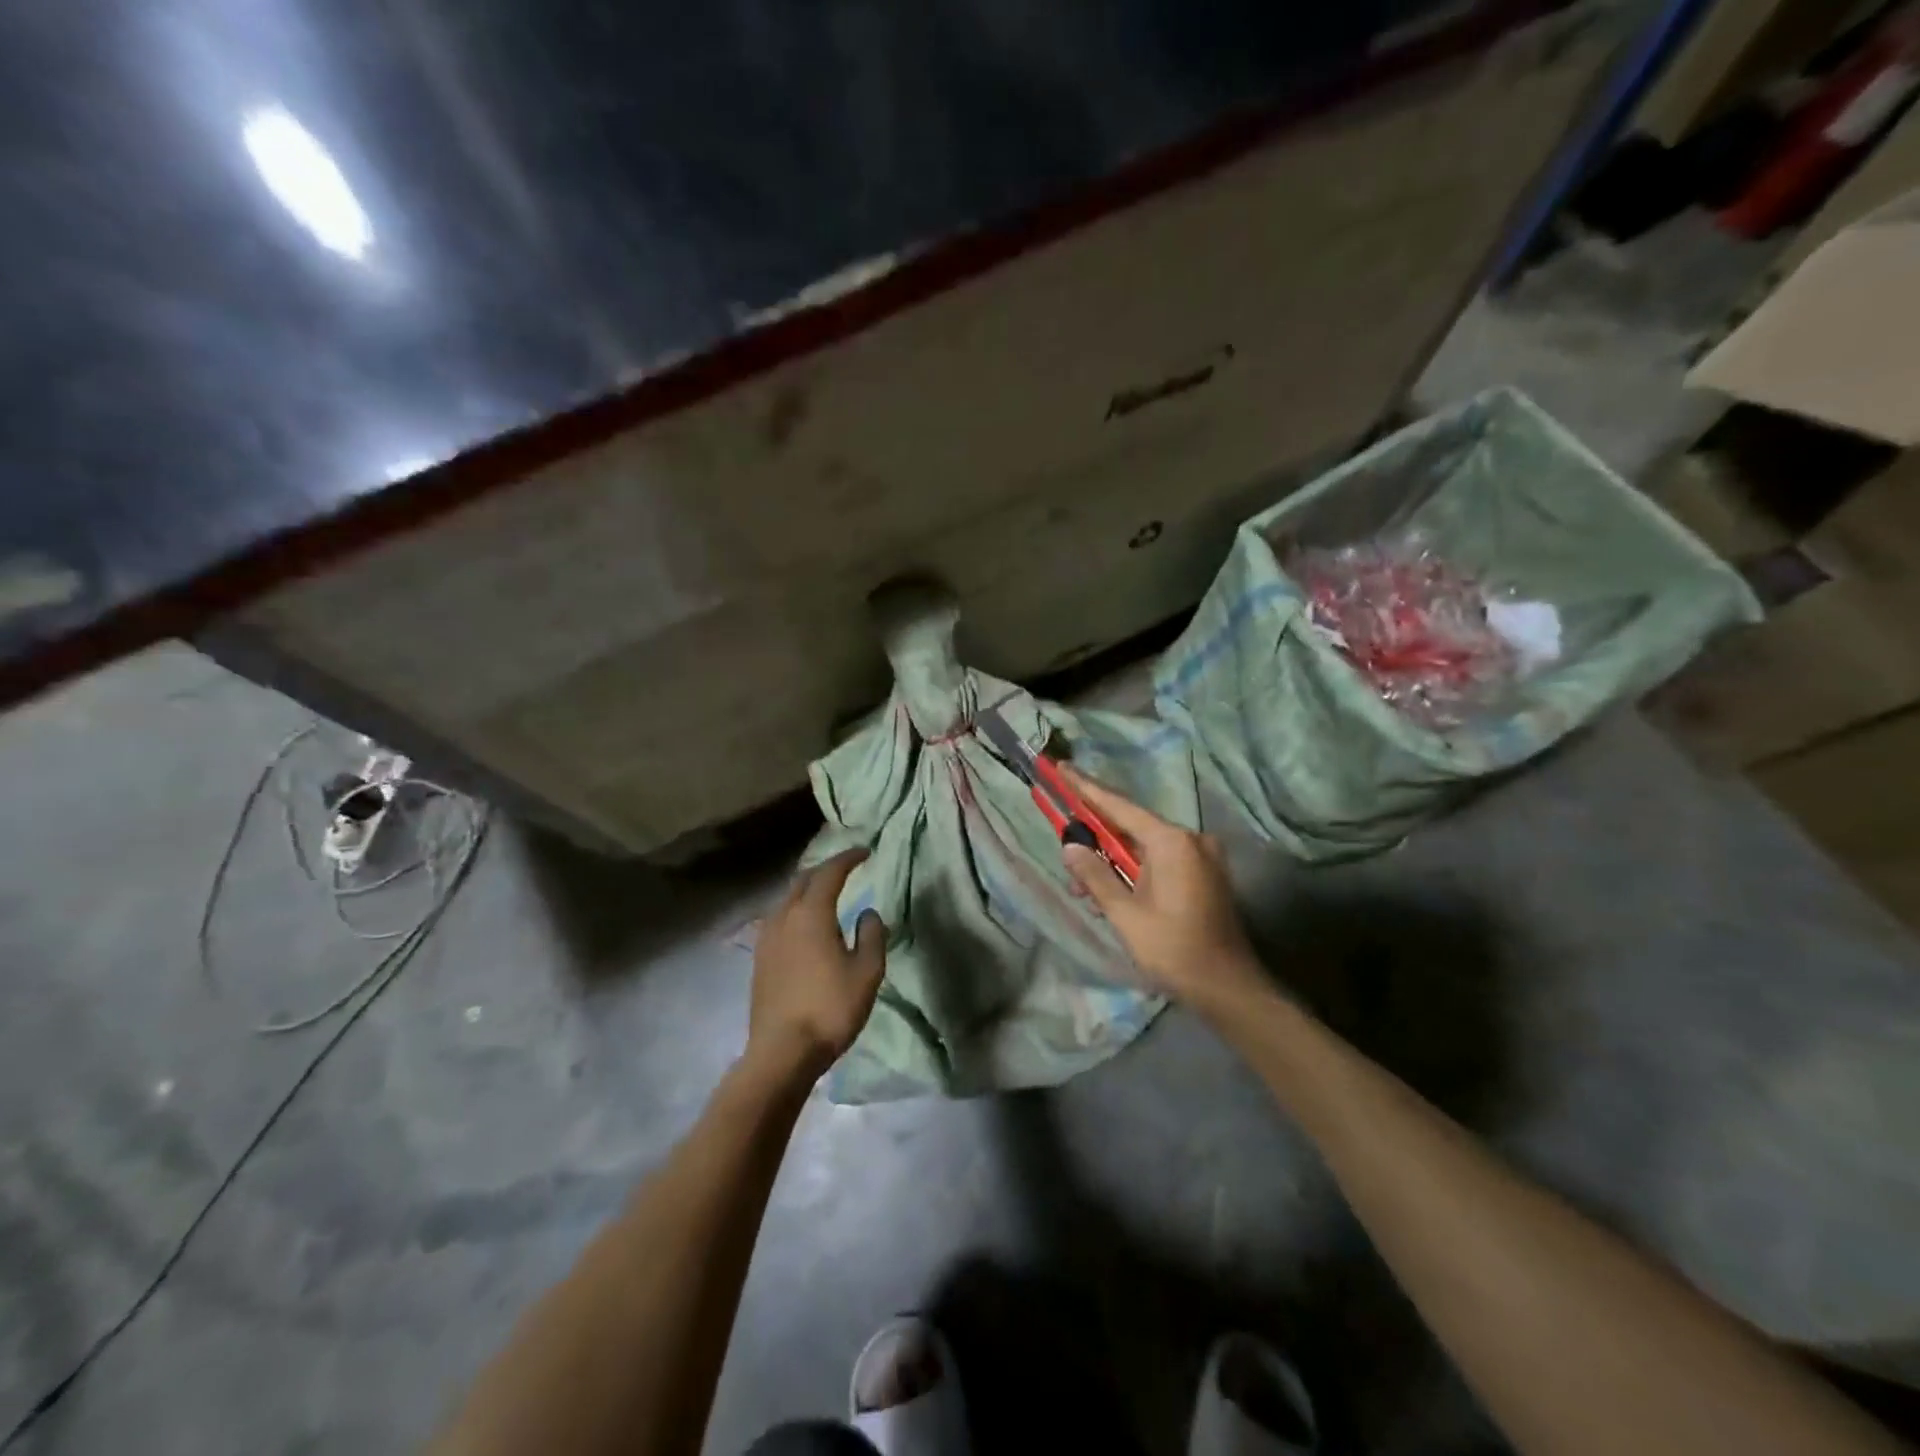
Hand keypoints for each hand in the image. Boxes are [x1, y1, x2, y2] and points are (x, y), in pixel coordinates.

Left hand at [747, 849, 887, 1080]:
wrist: (782, 1052)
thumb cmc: (830, 1008)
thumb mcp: (867, 972)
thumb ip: (871, 935)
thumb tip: (867, 913)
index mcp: (811, 913)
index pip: (830, 873)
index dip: (848, 858)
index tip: (865, 852)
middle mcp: (784, 917)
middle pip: (803, 880)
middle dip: (825, 870)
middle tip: (846, 871)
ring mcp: (766, 938)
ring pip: (787, 900)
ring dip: (808, 890)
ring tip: (827, 897)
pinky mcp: (759, 958)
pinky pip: (779, 919)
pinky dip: (796, 911)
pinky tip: (806, 927)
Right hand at [1060, 767, 1265, 1013]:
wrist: (1228, 988)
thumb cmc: (1174, 949)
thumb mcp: (1125, 914)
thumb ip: (1095, 875)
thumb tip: (1070, 847)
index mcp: (1170, 841)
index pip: (1118, 806)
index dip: (1085, 788)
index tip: (1061, 768)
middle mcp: (1190, 839)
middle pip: (1130, 826)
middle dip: (1095, 838)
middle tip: (1066, 850)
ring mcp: (1202, 856)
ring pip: (1144, 847)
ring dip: (1113, 863)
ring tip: (1085, 890)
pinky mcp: (1205, 874)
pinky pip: (1161, 861)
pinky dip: (1135, 871)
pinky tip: (1113, 895)